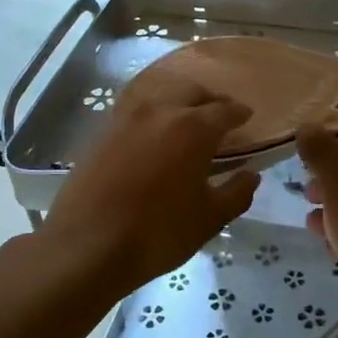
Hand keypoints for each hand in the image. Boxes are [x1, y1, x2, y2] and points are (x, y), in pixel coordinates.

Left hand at [41, 84, 261, 295]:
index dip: (239, 113)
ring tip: (186, 125)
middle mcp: (160, 111)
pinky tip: (154, 139)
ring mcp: (126, 119)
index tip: (247, 117)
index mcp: (193, 128)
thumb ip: (236, 193)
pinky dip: (153, 119)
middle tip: (219, 116)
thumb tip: (250, 175)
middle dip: (209, 100)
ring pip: (160, 98)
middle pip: (191, 92)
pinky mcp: (101, 133)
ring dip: (179, 104)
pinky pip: (136, 114)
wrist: (87, 246)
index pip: (224, 110)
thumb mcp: (209, 219)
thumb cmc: (158, 233)